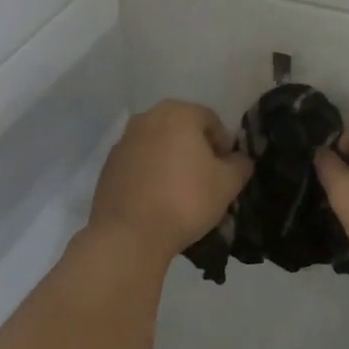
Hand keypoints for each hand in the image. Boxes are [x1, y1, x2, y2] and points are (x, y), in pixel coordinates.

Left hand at [91, 101, 251, 258]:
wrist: (129, 235)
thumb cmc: (185, 200)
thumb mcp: (228, 184)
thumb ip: (240, 165)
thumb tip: (238, 160)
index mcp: (178, 113)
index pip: (211, 121)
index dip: (224, 145)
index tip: (226, 171)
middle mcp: (147, 118)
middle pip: (182, 130)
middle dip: (196, 151)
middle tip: (206, 180)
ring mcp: (123, 141)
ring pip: (158, 146)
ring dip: (172, 161)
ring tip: (180, 193)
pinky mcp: (108, 166)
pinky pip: (139, 164)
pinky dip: (150, 174)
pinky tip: (157, 200)